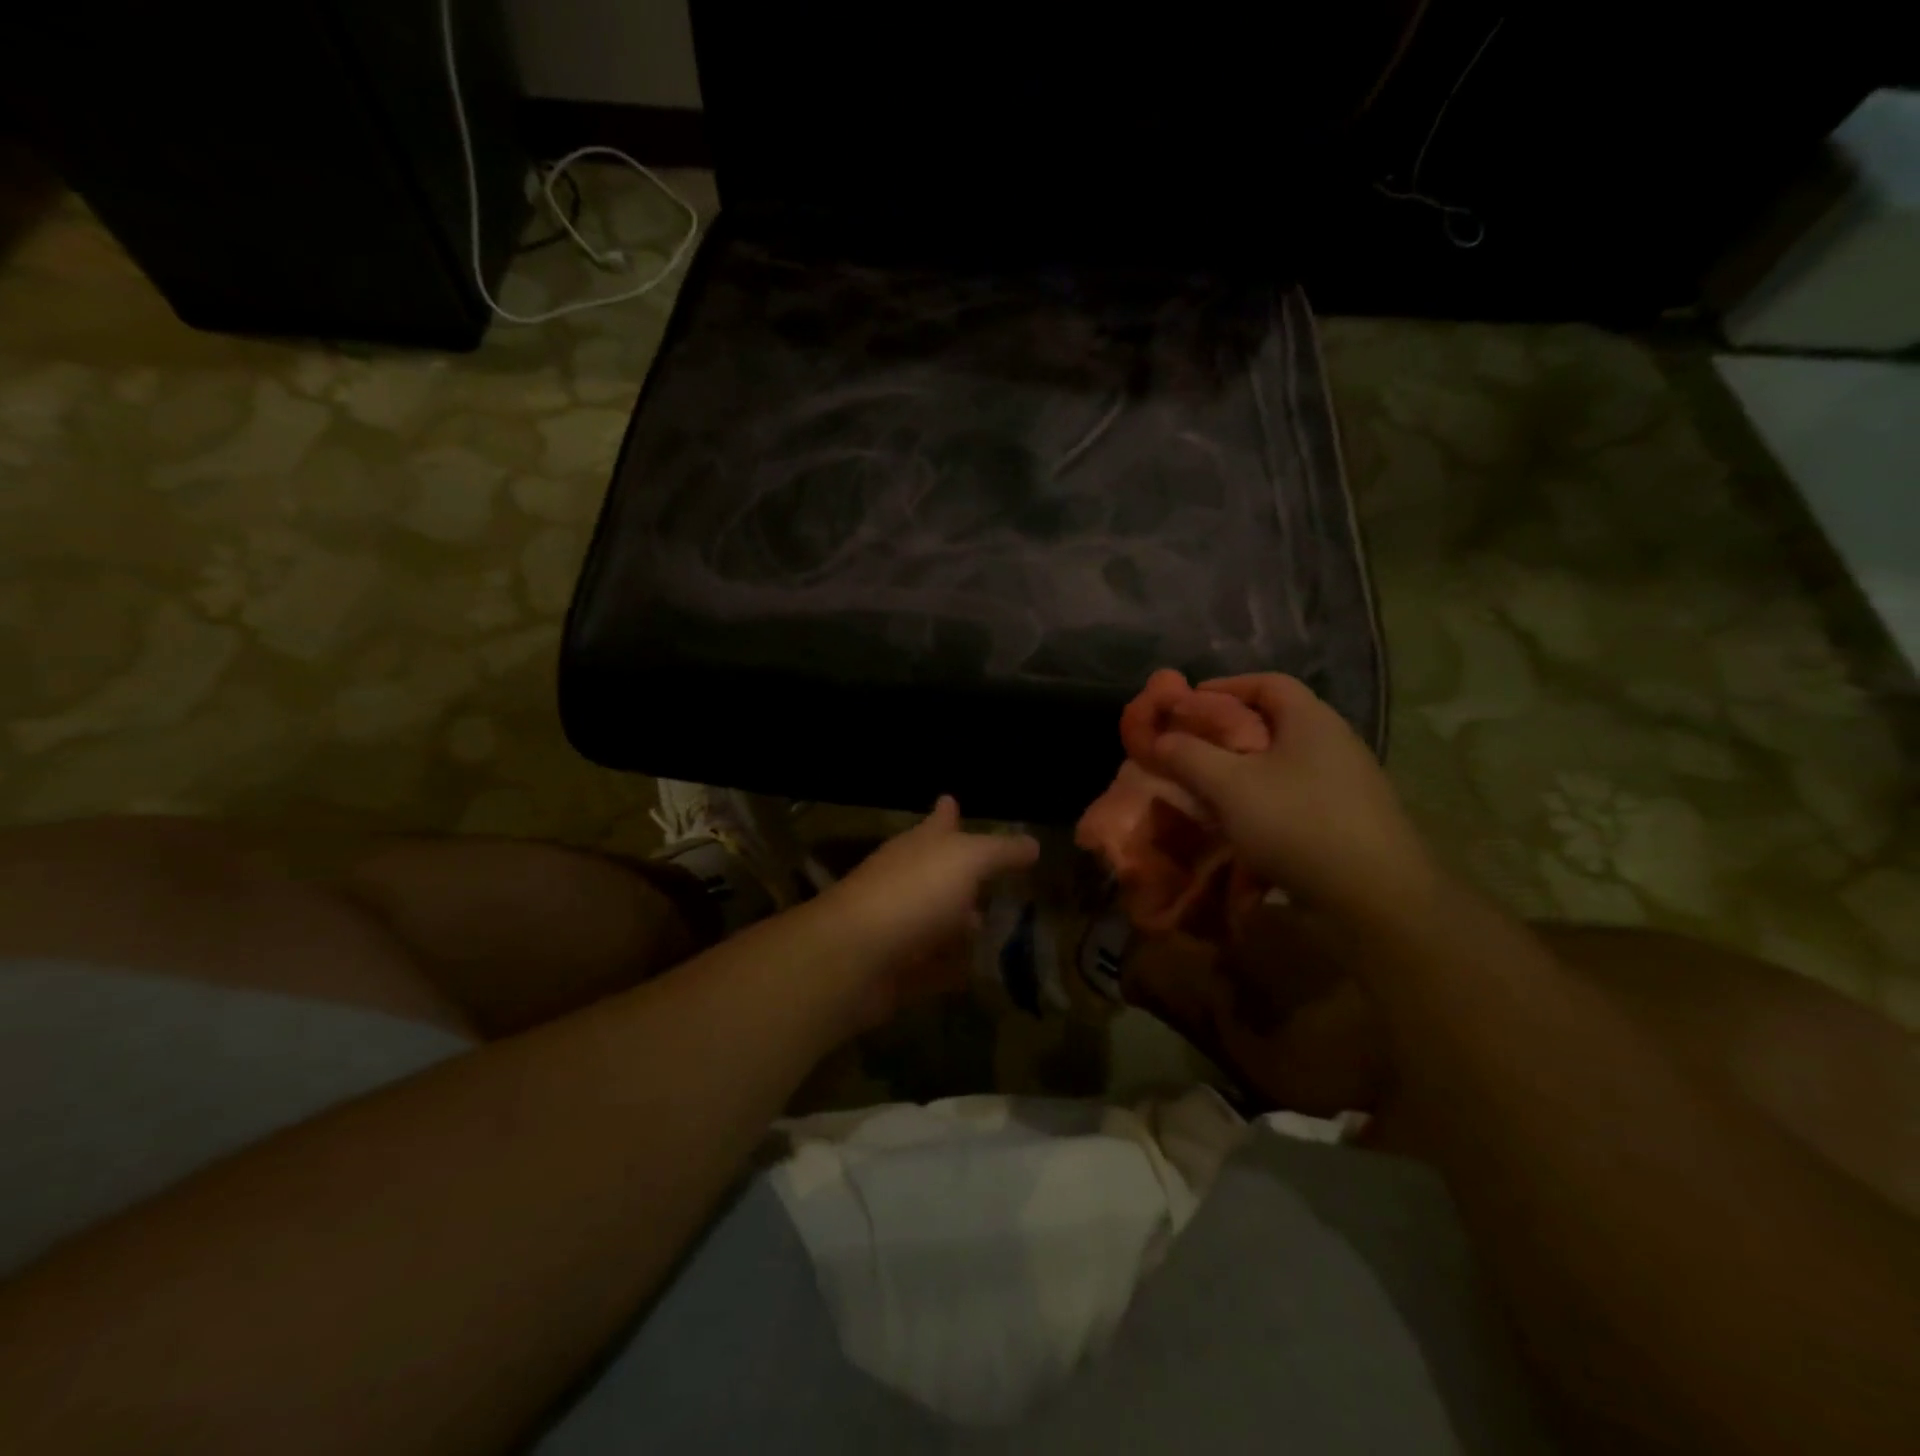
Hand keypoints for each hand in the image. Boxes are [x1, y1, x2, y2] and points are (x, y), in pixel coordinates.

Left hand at [813, 797, 1038, 1027]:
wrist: (855, 957)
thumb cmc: (913, 893)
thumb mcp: (966, 860)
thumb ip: (1000, 851)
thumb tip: (1033, 843)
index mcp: (919, 847)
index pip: (938, 822)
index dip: (947, 812)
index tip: (951, 800)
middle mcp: (908, 882)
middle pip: (939, 874)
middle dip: (964, 876)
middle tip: (1000, 880)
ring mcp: (902, 927)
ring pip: (939, 922)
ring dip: (962, 926)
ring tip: (1000, 928)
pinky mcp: (901, 971)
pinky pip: (937, 968)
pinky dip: (955, 969)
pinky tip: (980, 974)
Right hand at [1150, 674, 1435, 924]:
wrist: (1377, 897)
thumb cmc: (1297, 823)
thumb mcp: (1229, 786)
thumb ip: (1190, 755)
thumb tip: (1162, 737)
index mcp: (1312, 720)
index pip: (1267, 682)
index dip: (1225, 686)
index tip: (1187, 703)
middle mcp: (1336, 742)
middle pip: (1276, 722)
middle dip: (1230, 731)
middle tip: (1193, 748)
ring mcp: (1350, 782)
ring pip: (1286, 762)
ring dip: (1247, 770)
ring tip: (1213, 789)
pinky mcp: (1352, 819)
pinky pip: (1299, 794)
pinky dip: (1267, 799)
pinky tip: (1249, 826)